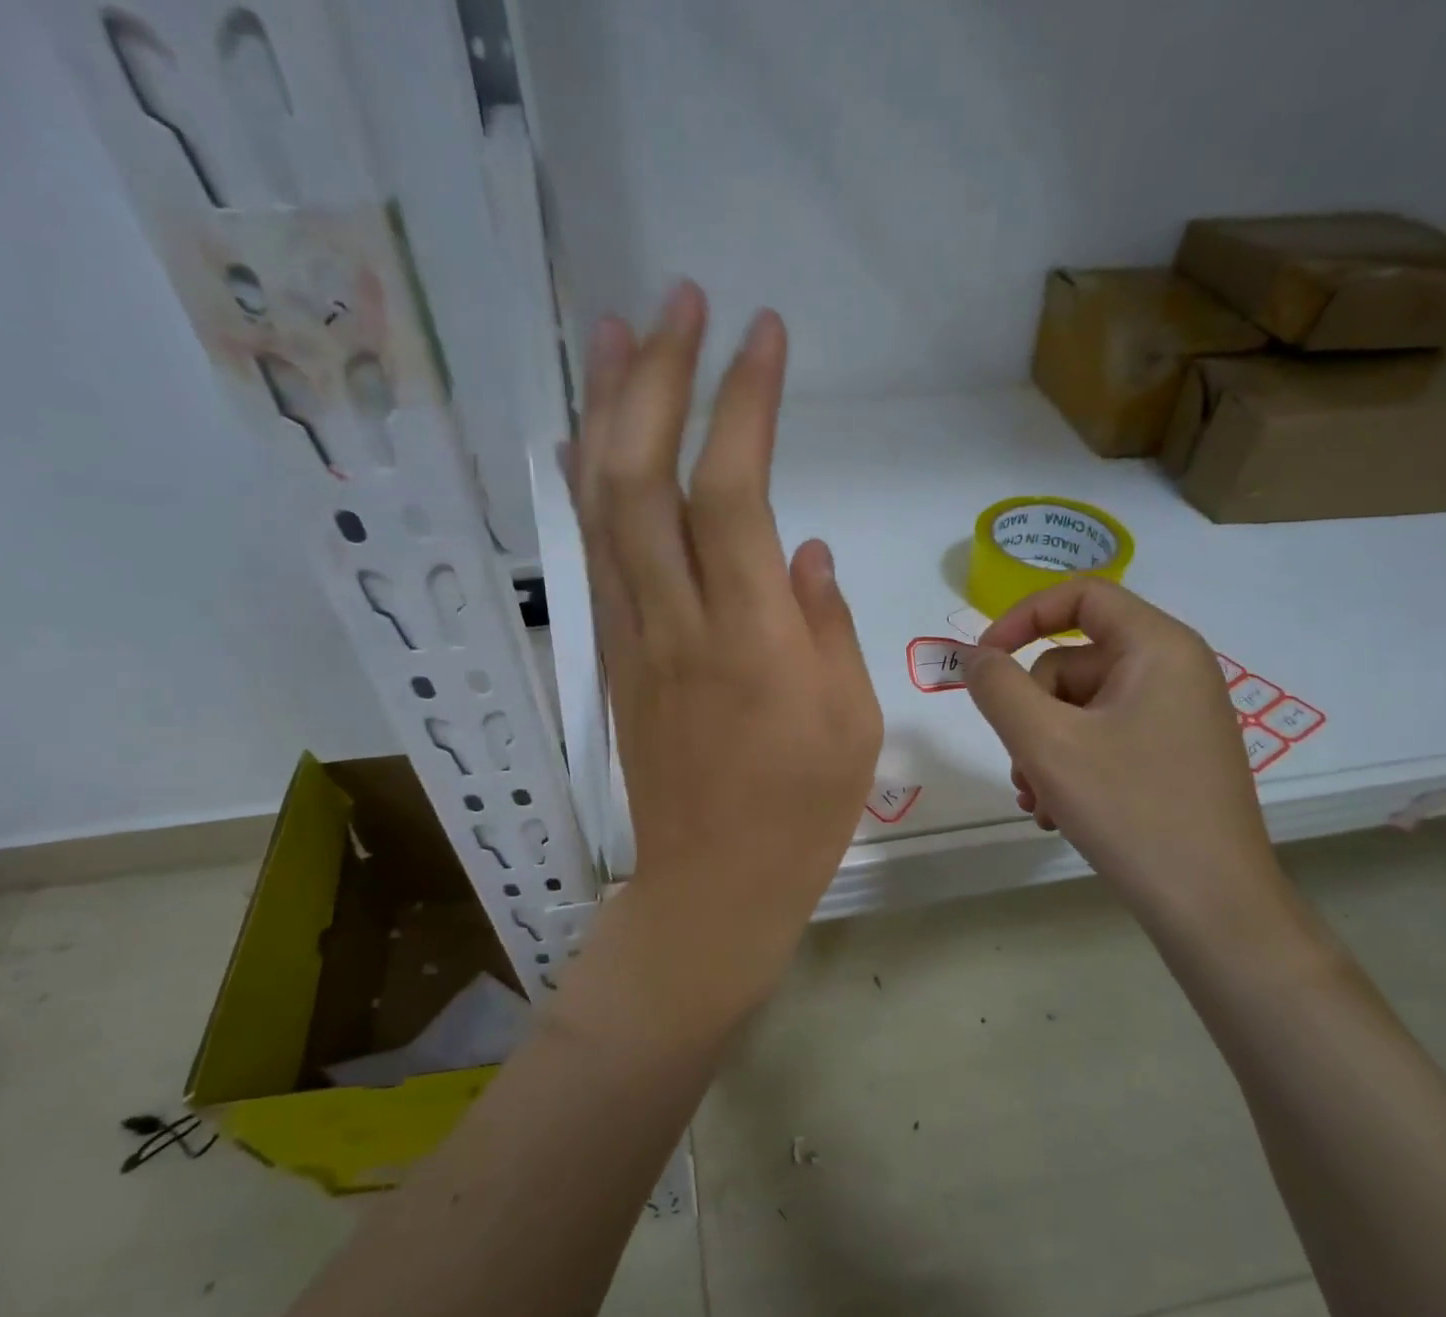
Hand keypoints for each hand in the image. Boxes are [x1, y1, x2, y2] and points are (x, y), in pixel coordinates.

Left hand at [568, 281, 881, 970]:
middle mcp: (676, 622)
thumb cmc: (801, 812)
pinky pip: (597, 554)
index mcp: (750, 638)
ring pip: (601, 506)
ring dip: (606, 411)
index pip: (732, 491)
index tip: (763, 333)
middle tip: (677, 301)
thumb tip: (800, 549)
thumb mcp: (851, 720)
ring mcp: (632, 638)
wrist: (712, 885)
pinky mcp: (613, 658)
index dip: (743, 403)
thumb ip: (826, 622)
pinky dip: (594, 483)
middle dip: (657, 376)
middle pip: (642, 476)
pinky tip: (600, 438)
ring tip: (618, 332)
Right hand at [963, 579, 1281, 928]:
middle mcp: (1174, 672)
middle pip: (1072, 665)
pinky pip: (1104, 741)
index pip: (1081, 596)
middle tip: (1021, 769)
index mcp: (1158, 648)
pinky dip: (1072, 769)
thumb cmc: (1130, 810)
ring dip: (1044, 751)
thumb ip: (998, 689)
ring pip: (1080, 711)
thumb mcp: (1046, 744)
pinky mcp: (1173, 757)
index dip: (1021, 618)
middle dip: (1031, 716)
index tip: (982, 661)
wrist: (1212, 906)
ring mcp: (1176, 718)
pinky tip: (1059, 814)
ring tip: (1039, 802)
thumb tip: (976, 658)